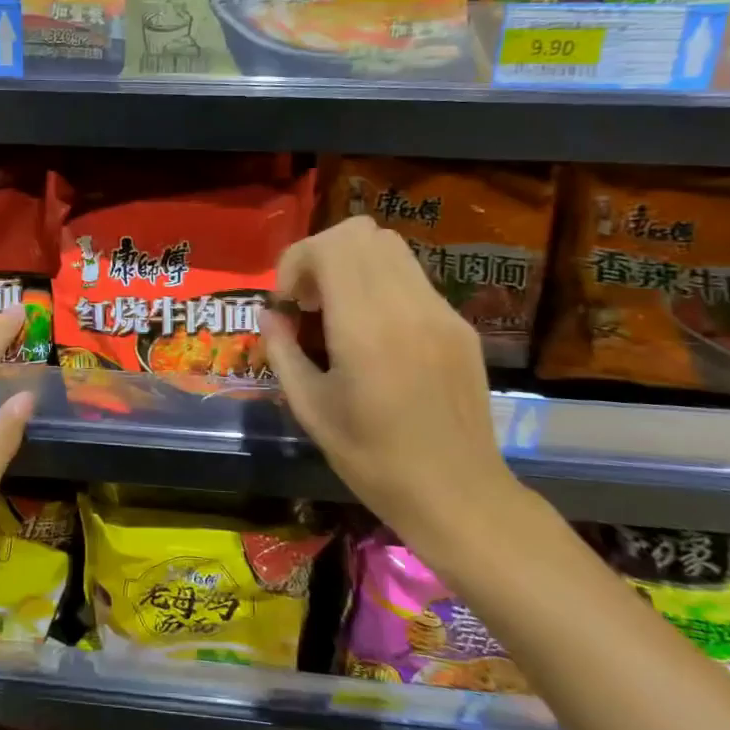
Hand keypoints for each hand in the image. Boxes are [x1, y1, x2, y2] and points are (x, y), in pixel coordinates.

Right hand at [261, 218, 521, 549]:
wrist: (458, 495)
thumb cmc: (373, 460)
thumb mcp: (310, 409)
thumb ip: (282, 351)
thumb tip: (269, 314)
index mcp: (365, 328)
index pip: (330, 246)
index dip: (297, 260)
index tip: (288, 301)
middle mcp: (407, 307)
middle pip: (362, 233)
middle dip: (323, 254)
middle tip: (310, 300)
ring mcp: (441, 313)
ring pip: (391, 247)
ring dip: (353, 264)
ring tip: (339, 311)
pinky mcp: (460, 326)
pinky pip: (413, 278)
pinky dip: (382, 284)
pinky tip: (375, 332)